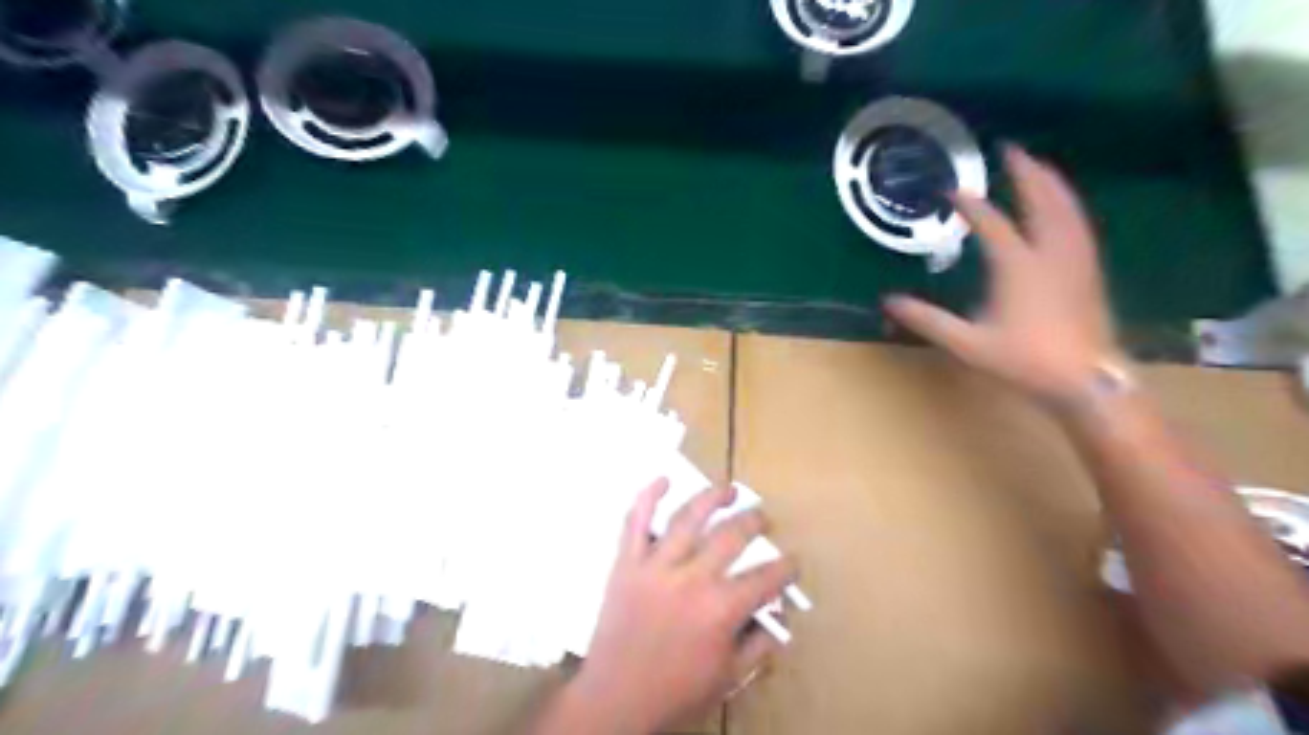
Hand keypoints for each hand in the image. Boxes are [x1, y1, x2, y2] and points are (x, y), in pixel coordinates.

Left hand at [574, 480, 796, 731]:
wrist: (615, 700)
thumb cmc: (675, 693)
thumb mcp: (728, 678)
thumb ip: (759, 645)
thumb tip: (778, 619)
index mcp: (721, 609)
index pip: (766, 578)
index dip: (786, 568)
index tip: (792, 562)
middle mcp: (692, 578)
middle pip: (731, 536)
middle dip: (754, 522)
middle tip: (762, 518)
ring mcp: (656, 566)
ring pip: (687, 518)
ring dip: (712, 497)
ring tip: (728, 488)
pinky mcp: (627, 563)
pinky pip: (635, 522)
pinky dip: (648, 497)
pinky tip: (663, 480)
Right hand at [883, 144, 1119, 405]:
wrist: (1086, 380)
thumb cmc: (1024, 360)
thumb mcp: (967, 344)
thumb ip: (928, 320)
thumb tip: (889, 302)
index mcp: (1017, 267)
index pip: (992, 225)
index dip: (971, 207)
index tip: (954, 192)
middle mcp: (1049, 253)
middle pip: (1041, 201)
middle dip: (1026, 173)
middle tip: (1011, 151)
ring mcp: (1075, 259)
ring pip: (1066, 208)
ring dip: (1050, 183)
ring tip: (1037, 166)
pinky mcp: (1089, 269)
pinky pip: (1078, 223)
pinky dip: (1067, 204)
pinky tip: (1062, 207)